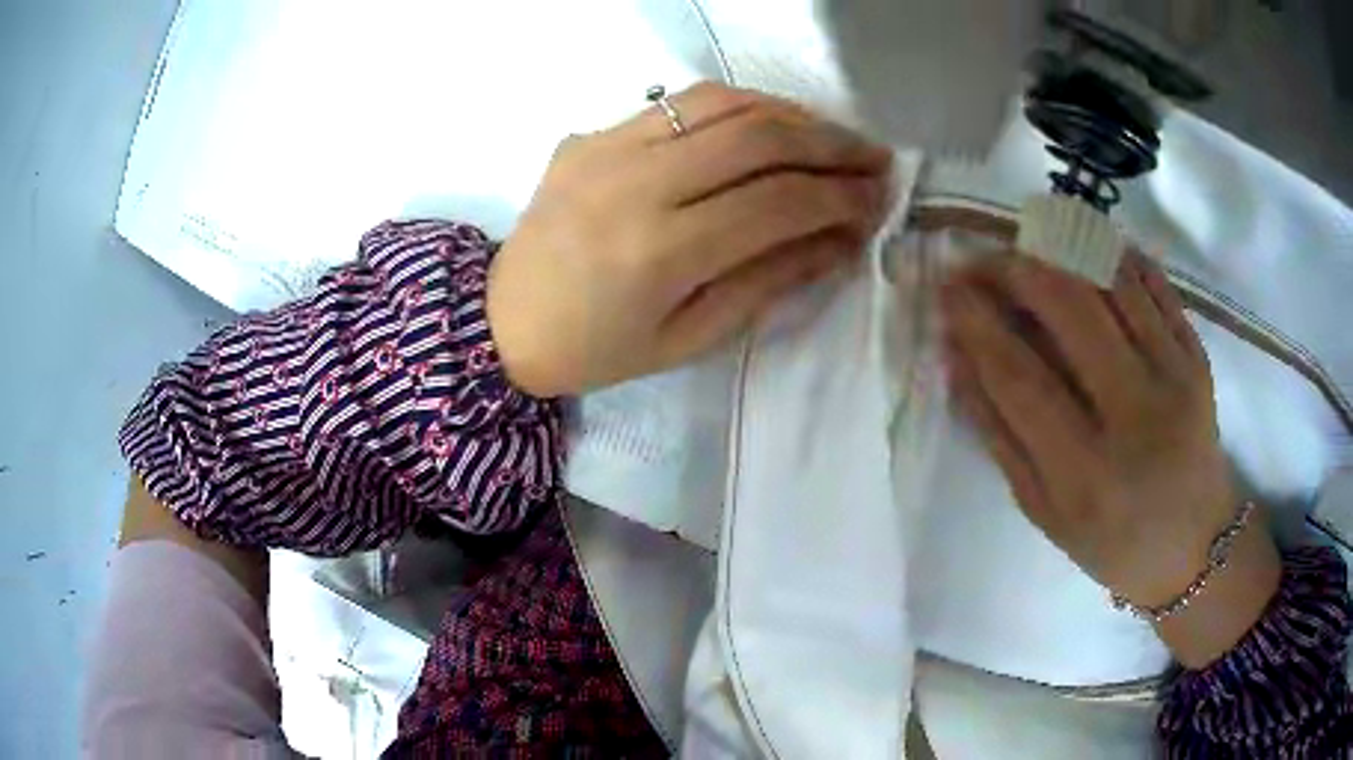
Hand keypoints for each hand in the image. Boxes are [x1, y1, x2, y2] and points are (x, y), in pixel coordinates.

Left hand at [487, 82, 892, 397]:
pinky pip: (678, 102)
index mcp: (659, 252)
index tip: (878, 200)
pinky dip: (738, 106)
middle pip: (757, 137)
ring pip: (722, 102)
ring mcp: (607, 146)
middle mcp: (635, 183)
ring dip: (790, 113)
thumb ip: (768, 281)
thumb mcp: (689, 338)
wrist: (501, 320)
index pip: (776, 202)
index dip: (839, 197)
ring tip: (830, 137)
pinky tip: (768, 124)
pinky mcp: (592, 132)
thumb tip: (839, 240)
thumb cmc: (597, 349)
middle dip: (830, 143)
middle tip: (873, 158)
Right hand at [942, 252, 1280, 665]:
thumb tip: (957, 357)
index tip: (947, 287)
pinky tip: (1083, 249)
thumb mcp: (1044, 510)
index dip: (977, 324)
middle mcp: (1137, 416)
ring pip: (1111, 280)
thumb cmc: (1112, 542)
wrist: (1195, 545)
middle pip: (1070, 308)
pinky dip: (1113, 254)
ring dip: (1060, 249)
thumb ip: (999, 435)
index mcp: (1087, 474)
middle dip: (1015, 269)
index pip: (1021, 377)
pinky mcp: (1197, 355)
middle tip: (983, 261)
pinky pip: (1153, 282)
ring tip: (1027, 249)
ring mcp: (1175, 377)